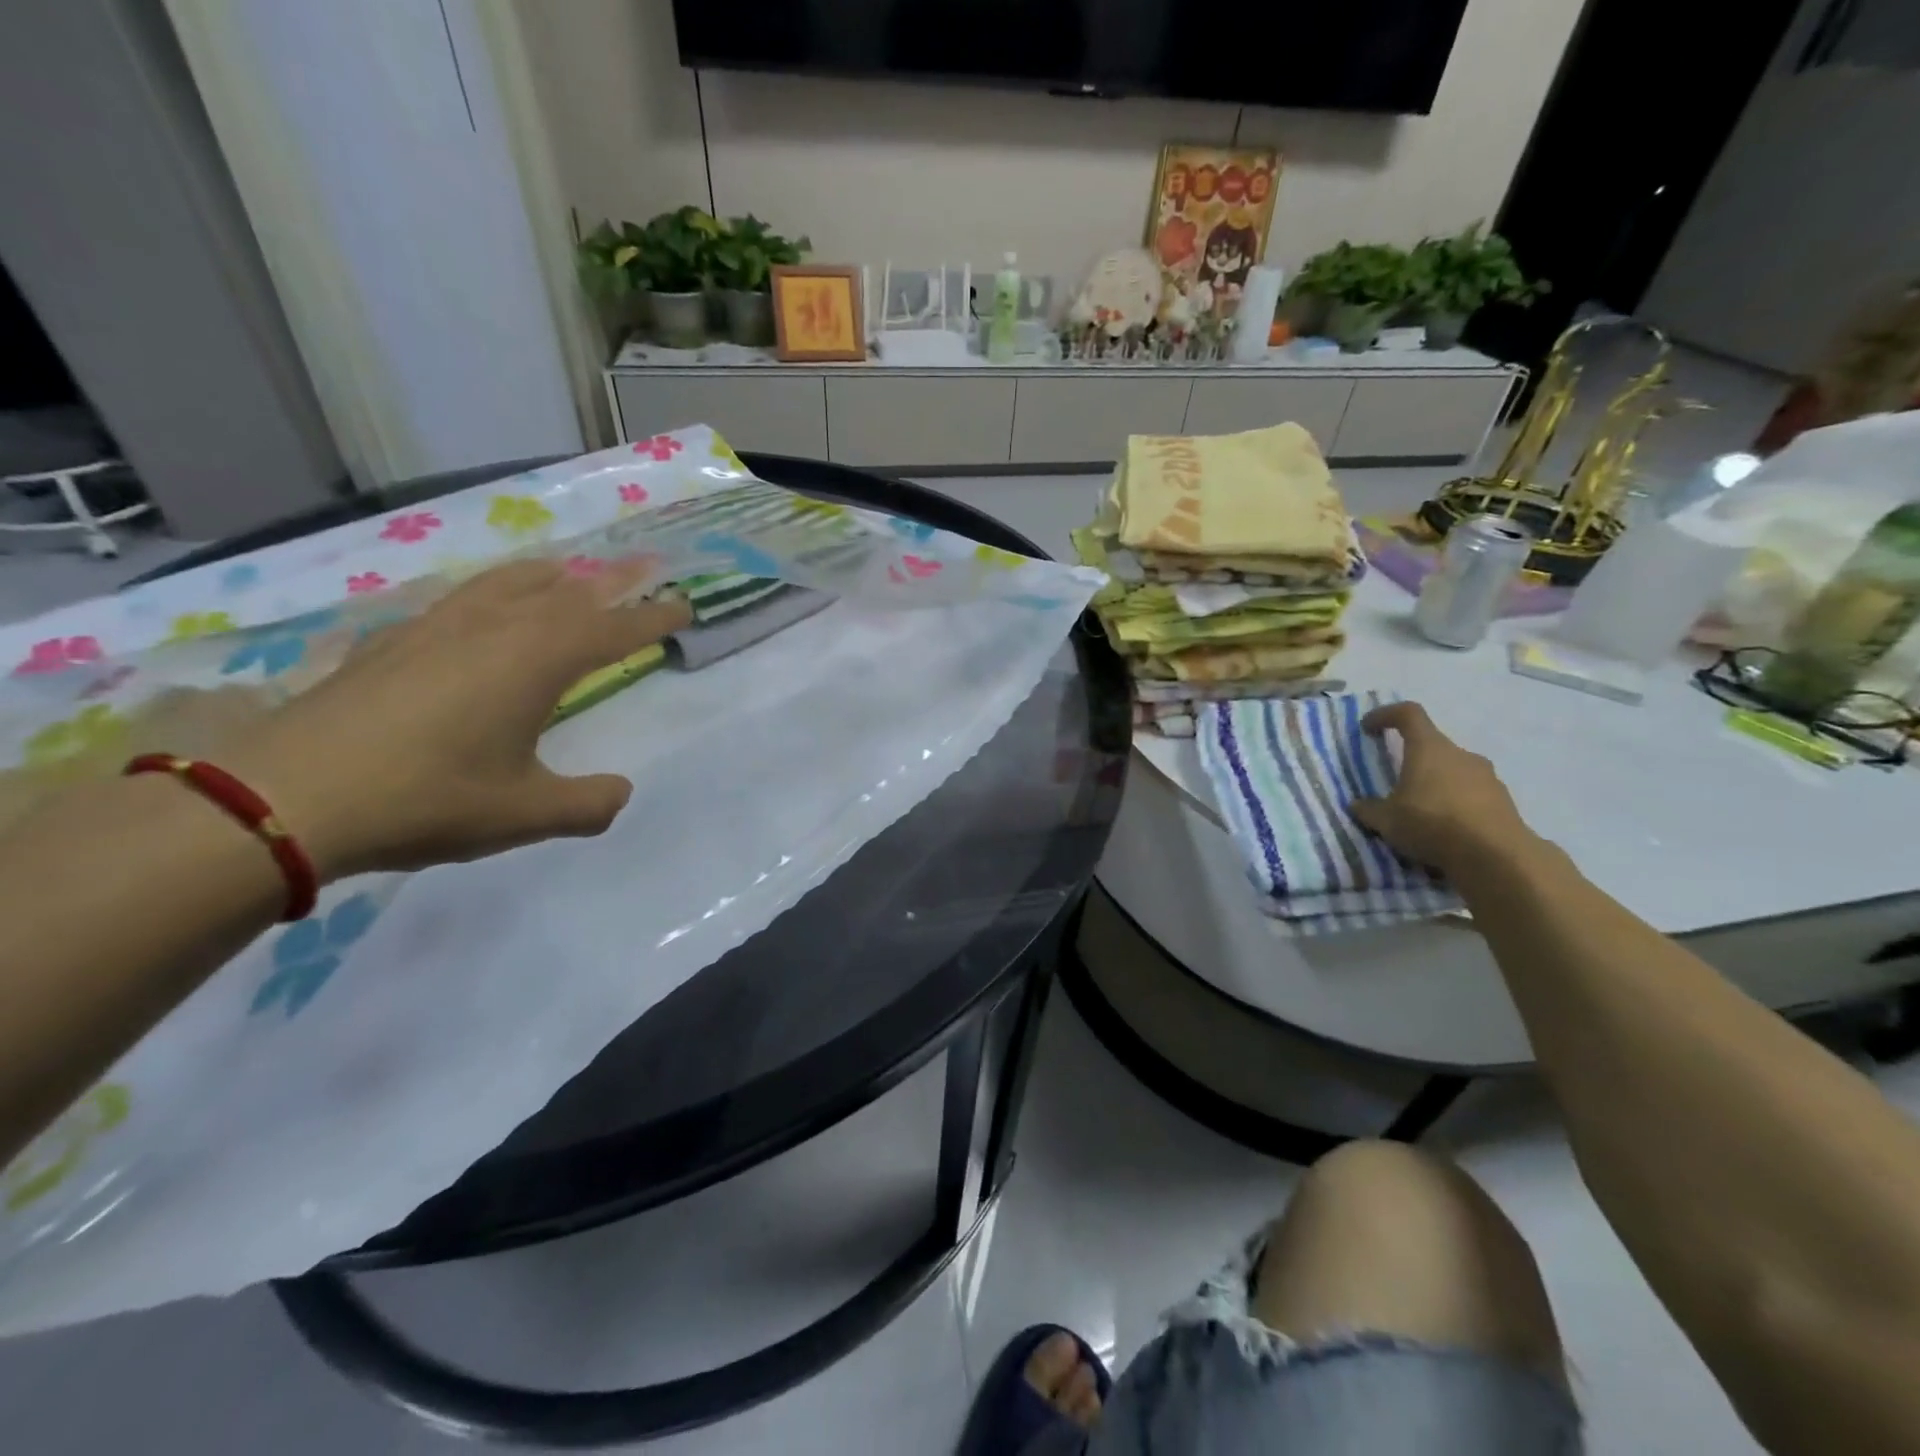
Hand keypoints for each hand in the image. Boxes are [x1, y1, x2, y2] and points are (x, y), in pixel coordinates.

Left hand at [220, 561, 690, 879]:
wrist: (282, 796)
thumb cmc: (426, 799)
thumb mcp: (525, 814)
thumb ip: (587, 804)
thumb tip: (619, 792)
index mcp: (535, 661)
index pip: (612, 629)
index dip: (653, 618)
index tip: (685, 605)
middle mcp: (492, 629)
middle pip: (565, 591)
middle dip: (611, 583)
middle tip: (643, 570)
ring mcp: (435, 628)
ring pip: (506, 583)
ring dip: (549, 576)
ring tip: (568, 573)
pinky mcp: (391, 642)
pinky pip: (459, 599)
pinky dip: (491, 593)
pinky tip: (479, 611)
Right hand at [1349, 701, 1533, 873]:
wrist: (1496, 856)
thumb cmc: (1431, 824)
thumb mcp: (1387, 821)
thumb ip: (1370, 809)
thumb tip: (1358, 805)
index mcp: (1429, 749)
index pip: (1408, 714)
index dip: (1386, 715)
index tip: (1368, 727)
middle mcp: (1460, 754)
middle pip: (1433, 745)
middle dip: (1413, 759)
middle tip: (1397, 782)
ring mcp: (1487, 777)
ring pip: (1455, 770)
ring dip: (1437, 783)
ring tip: (1423, 811)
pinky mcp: (1504, 801)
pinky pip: (1472, 794)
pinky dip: (1457, 803)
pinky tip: (1447, 829)